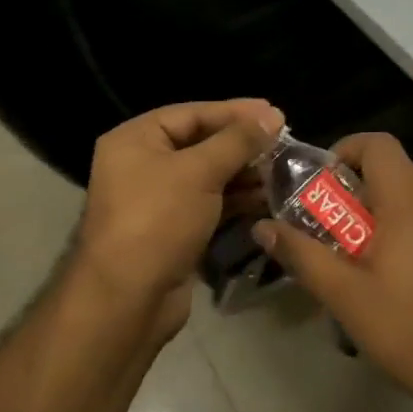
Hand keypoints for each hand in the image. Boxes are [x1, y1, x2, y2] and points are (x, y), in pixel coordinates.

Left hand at [71, 100, 284, 342]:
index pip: (192, 114)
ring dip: (243, 173)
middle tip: (284, 143)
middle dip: (242, 145)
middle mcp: (142, 164)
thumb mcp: (199, 172)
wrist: (128, 299)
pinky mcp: (172, 230)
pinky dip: (235, 199)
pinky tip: (266, 198)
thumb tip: (272, 115)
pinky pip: (208, 204)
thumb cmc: (158, 220)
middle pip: (200, 143)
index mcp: (135, 139)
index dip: (235, 112)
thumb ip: (237, 141)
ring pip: (207, 176)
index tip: (275, 113)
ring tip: (283, 171)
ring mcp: (156, 200)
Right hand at [253, 133, 412, 411]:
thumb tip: (264, 227)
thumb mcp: (347, 299)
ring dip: (406, 216)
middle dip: (372, 191)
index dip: (350, 150)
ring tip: (391, 264)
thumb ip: (304, 256)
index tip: (331, 182)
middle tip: (351, 233)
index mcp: (410, 205)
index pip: (379, 144)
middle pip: (404, 172)